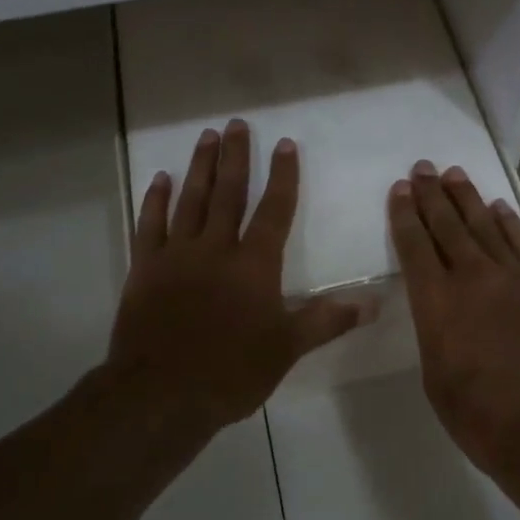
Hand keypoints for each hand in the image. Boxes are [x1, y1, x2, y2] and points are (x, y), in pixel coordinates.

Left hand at [106, 119, 361, 435]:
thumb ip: (327, 320)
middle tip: (236, 124)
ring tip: (206, 137)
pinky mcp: (145, 269)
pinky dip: (155, 200)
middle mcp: (215, 249)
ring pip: (190, 200)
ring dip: (200, 167)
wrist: (161, 396)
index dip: (282, 176)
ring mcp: (176, 255)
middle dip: (235, 156)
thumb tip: (374, 302)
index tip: (285, 144)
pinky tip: (160, 179)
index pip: (273, 210)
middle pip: (228, 193)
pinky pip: (150, 225)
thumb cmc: (231, 372)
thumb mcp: (286, 349)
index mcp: (254, 265)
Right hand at [389, 161, 519, 479]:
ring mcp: (514, 278)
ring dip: (466, 198)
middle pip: (447, 225)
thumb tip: (442, 312)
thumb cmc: (483, 418)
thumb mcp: (436, 380)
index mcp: (437, 304)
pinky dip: (508, 221)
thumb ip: (435, 334)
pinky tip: (498, 207)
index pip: (415, 246)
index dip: (404, 215)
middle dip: (431, 194)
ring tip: (453, 174)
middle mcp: (472, 278)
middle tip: (422, 168)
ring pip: (484, 225)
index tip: (399, 189)